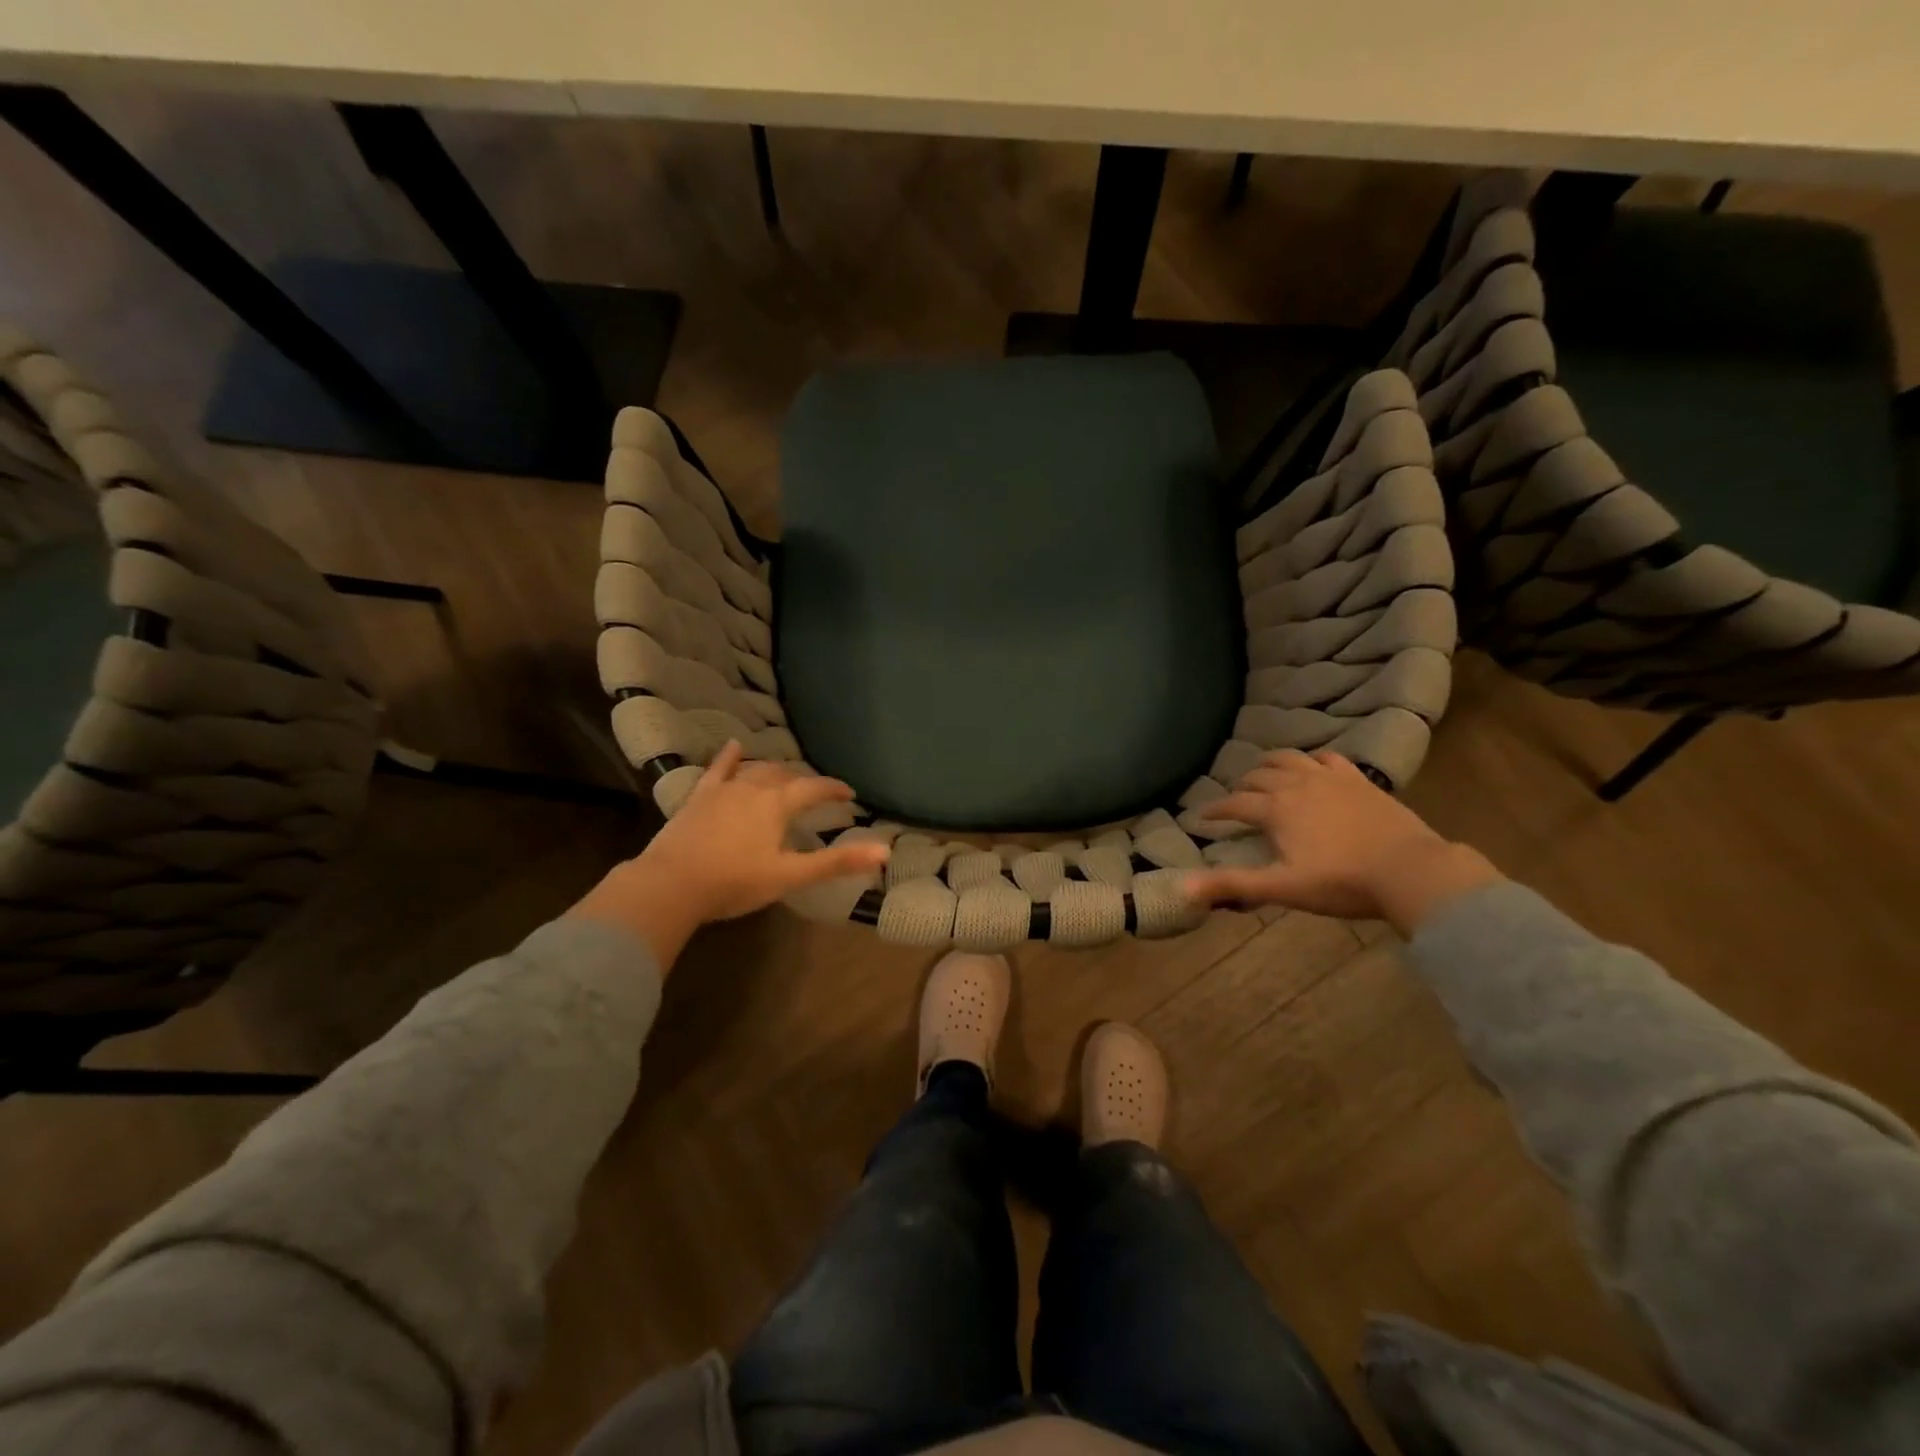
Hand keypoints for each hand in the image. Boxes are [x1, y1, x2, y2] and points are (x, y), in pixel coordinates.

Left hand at [569, 741, 890, 967]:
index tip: (850, 794)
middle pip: (786, 776)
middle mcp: (753, 788)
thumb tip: (885, 852)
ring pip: (756, 770)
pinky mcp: (699, 797)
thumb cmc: (735, 882)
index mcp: (778, 805)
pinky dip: (728, 757)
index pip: (814, 789)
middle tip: (816, 792)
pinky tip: (734, 745)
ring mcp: (723, 790)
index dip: (834, 790)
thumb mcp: (790, 876)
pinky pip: (717, 770)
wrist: (671, 884)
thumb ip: (836, 862)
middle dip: (805, 781)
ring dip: (775, 770)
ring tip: (785, 775)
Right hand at [1184, 749, 1500, 932]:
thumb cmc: (1340, 882)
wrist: (1409, 870)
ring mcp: (1329, 778)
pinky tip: (1313, 766)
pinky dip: (1312, 759)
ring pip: (1290, 758)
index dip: (1215, 810)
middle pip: (1259, 776)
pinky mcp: (1358, 779)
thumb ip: (1233, 885)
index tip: (1201, 817)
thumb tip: (1183, 888)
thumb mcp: (1281, 888)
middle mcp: (1296, 784)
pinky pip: (1328, 757)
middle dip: (1241, 787)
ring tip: (1263, 771)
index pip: (1235, 804)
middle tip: (1235, 800)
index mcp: (1275, 809)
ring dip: (1270, 763)